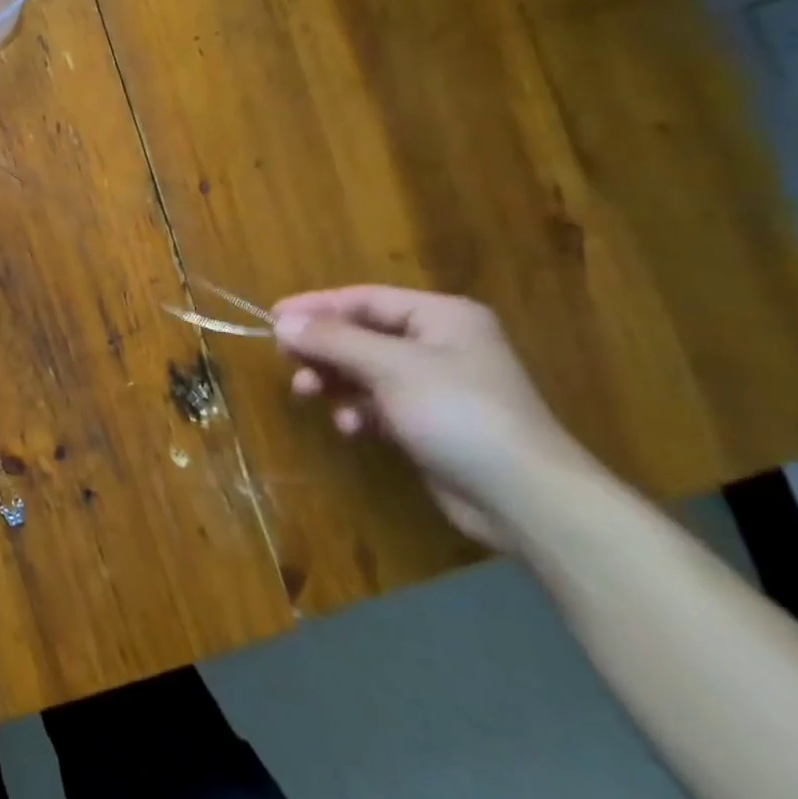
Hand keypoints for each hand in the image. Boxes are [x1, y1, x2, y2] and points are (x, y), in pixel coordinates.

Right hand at [272, 286, 600, 548]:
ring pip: (365, 370)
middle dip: (323, 349)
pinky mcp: (429, 424)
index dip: (316, 306)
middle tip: (287, 361)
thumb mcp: (390, 367)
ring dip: (334, 380)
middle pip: (362, 334)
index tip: (273, 317)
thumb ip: (333, 341)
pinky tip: (349, 427)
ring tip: (308, 394)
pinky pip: (378, 404)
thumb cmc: (458, 414)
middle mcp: (439, 344)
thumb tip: (282, 321)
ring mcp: (435, 386)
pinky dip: (357, 411)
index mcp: (440, 317)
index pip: (365, 299)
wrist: (524, 499)